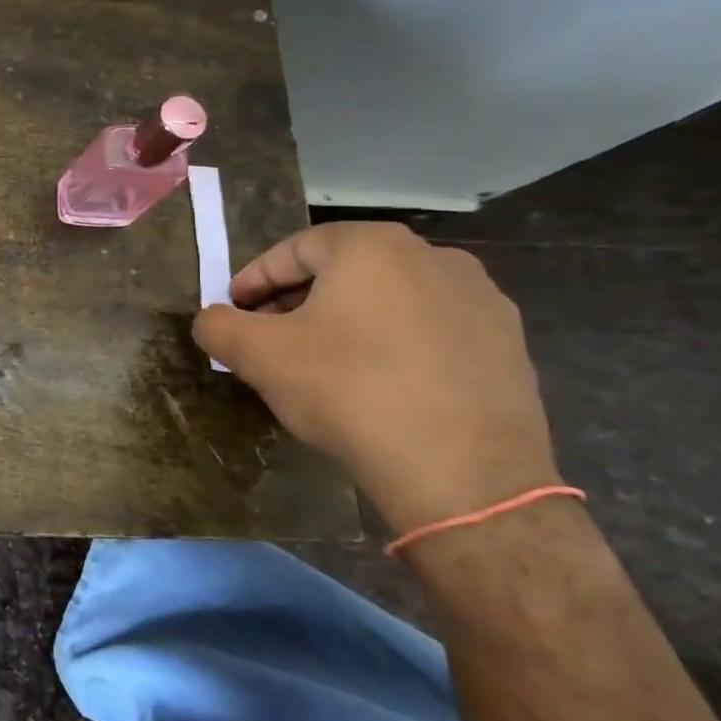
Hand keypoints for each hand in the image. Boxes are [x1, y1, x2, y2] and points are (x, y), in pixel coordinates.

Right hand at [191, 222, 557, 533]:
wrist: (464, 475)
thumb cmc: (349, 392)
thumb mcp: (258, 356)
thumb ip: (218, 325)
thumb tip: (211, 320)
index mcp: (372, 246)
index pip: (292, 250)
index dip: (253, 281)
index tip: (233, 312)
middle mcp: (433, 257)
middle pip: (342, 271)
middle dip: (297, 301)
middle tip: (269, 339)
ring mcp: (481, 300)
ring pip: (387, 300)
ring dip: (345, 322)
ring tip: (321, 364)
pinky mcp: (509, 345)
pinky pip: (428, 331)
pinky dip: (392, 346)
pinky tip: (376, 385)